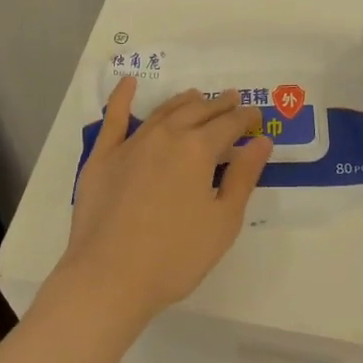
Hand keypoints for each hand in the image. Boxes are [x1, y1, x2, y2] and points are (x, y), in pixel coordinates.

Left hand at [57, 80, 273, 321]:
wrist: (109, 279)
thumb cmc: (175, 257)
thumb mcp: (223, 222)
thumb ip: (243, 177)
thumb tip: (260, 141)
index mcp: (198, 149)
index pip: (229, 125)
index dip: (245, 118)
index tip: (256, 114)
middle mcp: (166, 136)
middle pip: (197, 112)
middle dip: (218, 105)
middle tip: (231, 99)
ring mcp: (131, 144)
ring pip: (163, 112)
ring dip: (183, 102)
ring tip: (196, 96)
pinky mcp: (102, 157)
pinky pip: (113, 119)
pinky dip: (122, 97)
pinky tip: (128, 84)